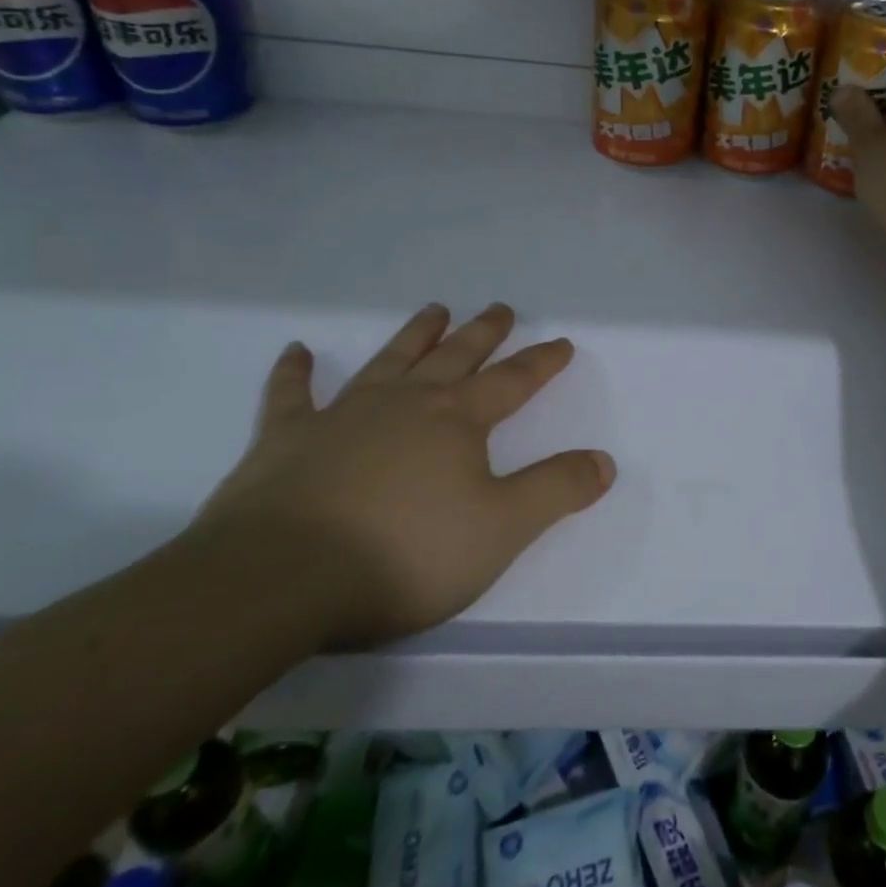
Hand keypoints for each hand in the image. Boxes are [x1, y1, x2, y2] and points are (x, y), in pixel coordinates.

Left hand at [189, 303, 614, 643]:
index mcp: (457, 420)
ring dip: (415, 334)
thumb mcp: (502, 529)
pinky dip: (294, 372)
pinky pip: (292, 395)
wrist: (281, 578)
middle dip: (483, 333)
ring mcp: (343, 415)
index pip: (512, 382)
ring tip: (434, 310)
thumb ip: (556, 490)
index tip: (561, 342)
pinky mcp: (286, 439)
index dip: (541, 362)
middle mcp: (406, 403)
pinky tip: (297, 351)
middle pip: (455, 357)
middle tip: (500, 308)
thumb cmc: (406, 553)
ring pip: (390, 361)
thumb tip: (604, 461)